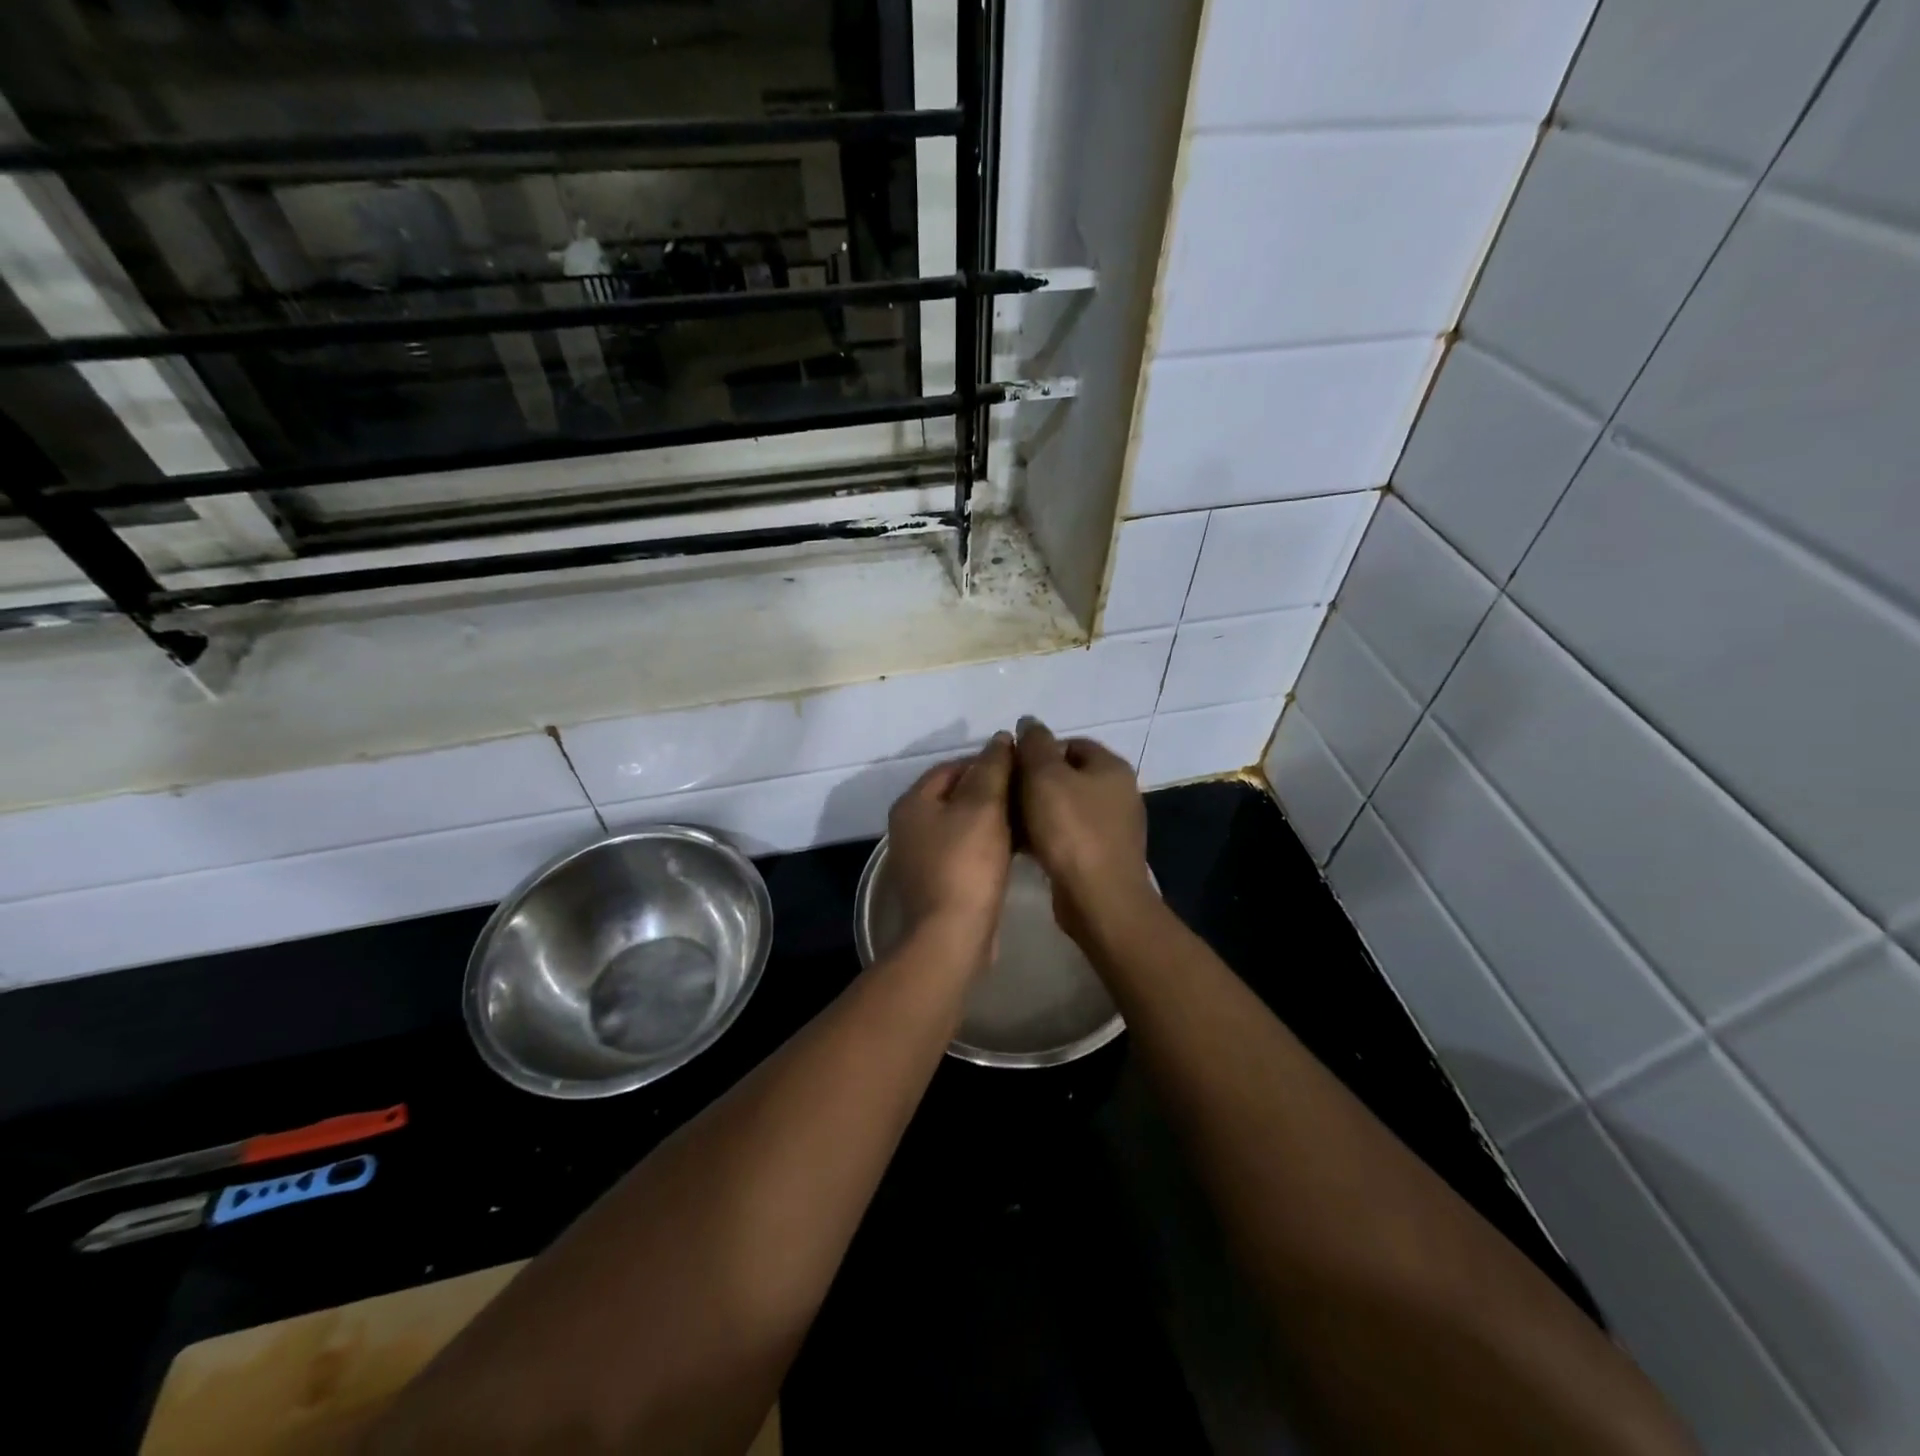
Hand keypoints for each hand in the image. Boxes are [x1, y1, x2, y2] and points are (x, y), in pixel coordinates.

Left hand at [886, 733, 1015, 959]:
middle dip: (993, 790)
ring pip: (963, 824)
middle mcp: (910, 826)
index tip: (1022, 767)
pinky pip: (966, 850)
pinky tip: (1017, 847)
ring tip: (1029, 816)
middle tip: (1030, 792)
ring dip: (994, 818)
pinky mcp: (939, 881)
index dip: (988, 761)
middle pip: (956, 794)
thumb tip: (1000, 738)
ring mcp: (922, 856)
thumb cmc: (966, 864)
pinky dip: (989, 843)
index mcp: (913, 803)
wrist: (951, 936)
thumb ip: (993, 768)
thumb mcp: (983, 807)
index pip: (952, 766)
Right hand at [1015, 718, 1155, 943]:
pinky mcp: (1102, 856)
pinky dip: (1047, 836)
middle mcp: (1118, 792)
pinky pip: (1068, 836)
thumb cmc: (1071, 830)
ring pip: (1065, 808)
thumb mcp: (1045, 776)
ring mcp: (1113, 827)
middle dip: (1034, 783)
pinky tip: (1024, 847)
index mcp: (1110, 767)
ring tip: (1008, 821)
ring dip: (1037, 811)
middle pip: (1067, 776)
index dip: (1038, 750)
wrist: (1099, 898)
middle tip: (1005, 794)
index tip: (1011, 767)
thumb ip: (1034, 744)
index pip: (1070, 743)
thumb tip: (1029, 721)